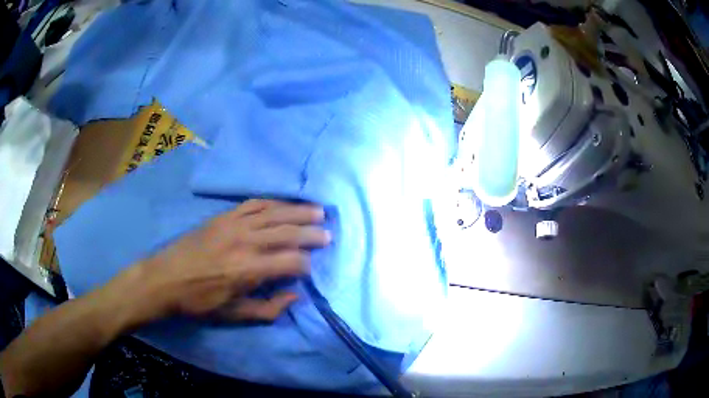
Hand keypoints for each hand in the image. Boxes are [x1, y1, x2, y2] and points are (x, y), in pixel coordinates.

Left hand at [128, 199, 329, 322]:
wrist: (165, 277)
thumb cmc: (199, 301)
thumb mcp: (234, 314)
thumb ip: (268, 308)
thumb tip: (294, 296)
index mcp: (249, 269)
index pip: (291, 261)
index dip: (307, 264)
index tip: (312, 269)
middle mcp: (245, 241)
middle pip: (287, 232)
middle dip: (311, 232)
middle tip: (329, 233)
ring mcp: (233, 224)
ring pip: (274, 213)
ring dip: (298, 211)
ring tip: (318, 210)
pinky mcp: (223, 216)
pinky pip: (253, 204)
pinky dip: (272, 202)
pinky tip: (284, 203)